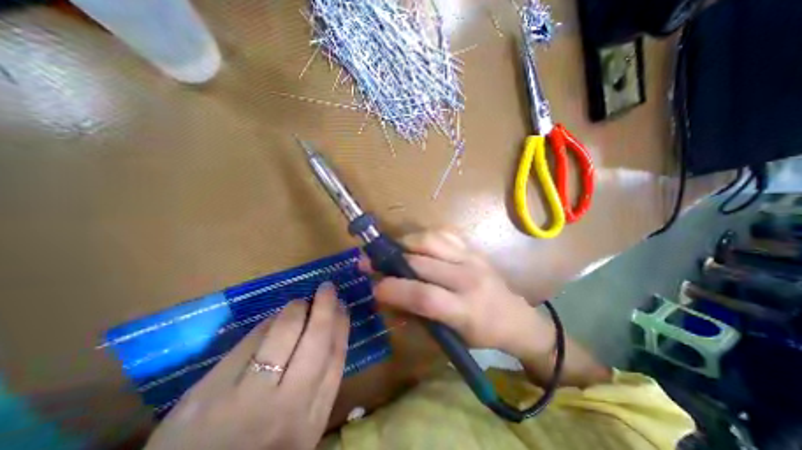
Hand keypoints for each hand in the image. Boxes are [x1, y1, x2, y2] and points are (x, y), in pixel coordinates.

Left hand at [145, 283, 351, 448]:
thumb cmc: (261, 449)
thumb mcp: (299, 430)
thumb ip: (316, 388)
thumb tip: (327, 334)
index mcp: (310, 421)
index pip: (335, 359)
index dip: (341, 327)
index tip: (343, 307)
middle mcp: (284, 408)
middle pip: (315, 341)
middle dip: (325, 308)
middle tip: (327, 288)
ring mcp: (244, 400)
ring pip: (283, 334)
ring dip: (295, 310)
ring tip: (300, 303)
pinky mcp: (206, 394)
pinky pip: (248, 342)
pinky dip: (266, 324)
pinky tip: (272, 319)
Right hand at [361, 231, 555, 359]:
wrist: (514, 316)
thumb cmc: (479, 334)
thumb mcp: (447, 338)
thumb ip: (414, 317)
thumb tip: (386, 298)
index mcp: (465, 310)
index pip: (424, 295)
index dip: (394, 289)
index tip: (374, 288)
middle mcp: (468, 279)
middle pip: (422, 262)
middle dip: (390, 261)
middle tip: (370, 262)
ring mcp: (472, 258)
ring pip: (431, 240)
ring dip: (405, 243)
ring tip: (393, 251)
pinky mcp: (473, 248)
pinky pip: (443, 233)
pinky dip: (423, 236)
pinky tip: (415, 245)